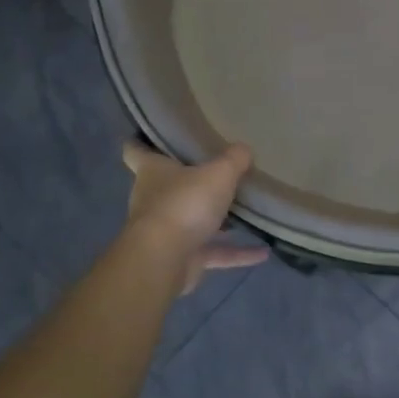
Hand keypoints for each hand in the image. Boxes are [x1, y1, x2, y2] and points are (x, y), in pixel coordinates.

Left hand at [122, 142, 268, 294]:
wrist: (164, 261)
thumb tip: (244, 149)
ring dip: (216, 221)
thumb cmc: (185, 204)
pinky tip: (263, 252)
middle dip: (189, 182)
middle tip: (217, 171)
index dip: (142, 142)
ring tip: (244, 212)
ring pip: (192, 221)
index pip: (135, 151)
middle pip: (168, 187)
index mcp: (152, 172)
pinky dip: (237, 253)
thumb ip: (234, 160)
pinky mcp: (182, 259)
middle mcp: (153, 200)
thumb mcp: (218, 173)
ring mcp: (166, 232)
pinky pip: (214, 252)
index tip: (155, 136)